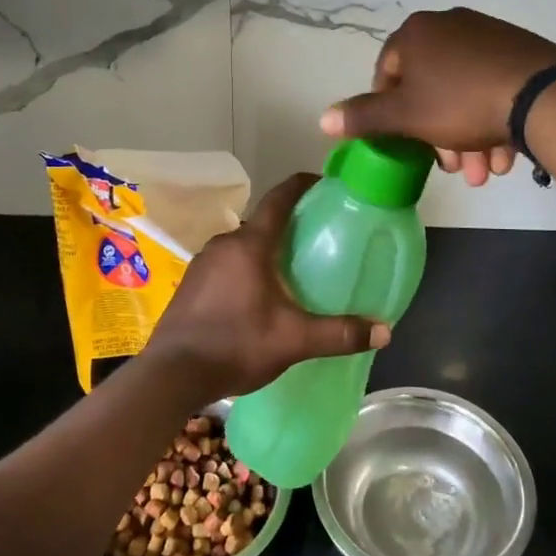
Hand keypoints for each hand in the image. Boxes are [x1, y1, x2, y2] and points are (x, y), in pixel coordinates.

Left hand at [146, 173, 389, 397]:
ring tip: (290, 269)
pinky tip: (256, 295)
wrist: (171, 374)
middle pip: (262, 223)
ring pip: (242, 245)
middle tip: (316, 238)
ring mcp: (203, 262)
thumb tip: (385, 331)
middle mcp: (224, 244)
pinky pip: (226, 263)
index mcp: (250, 245)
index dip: (301, 185)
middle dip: (288, 225)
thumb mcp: (293, 340)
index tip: (322, 181)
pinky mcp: (191, 283)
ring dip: (265, 250)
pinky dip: (245, 268)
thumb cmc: (235, 344)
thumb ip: (338, 334)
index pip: (278, 199)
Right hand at [320, 8, 555, 186]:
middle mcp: (449, 25)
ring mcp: (487, 35)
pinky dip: (491, 120)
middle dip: (438, 137)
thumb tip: (322, 119)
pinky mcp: (519, 50)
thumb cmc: (459, 103)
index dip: (391, 114)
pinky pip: (492, 87)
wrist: (539, 95)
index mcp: (416, 33)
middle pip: (430, 89)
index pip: (387, 74)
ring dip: (468, 138)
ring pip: (464, 94)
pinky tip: (502, 156)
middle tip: (452, 168)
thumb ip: (363, 117)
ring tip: (482, 172)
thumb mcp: (405, 116)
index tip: (406, 144)